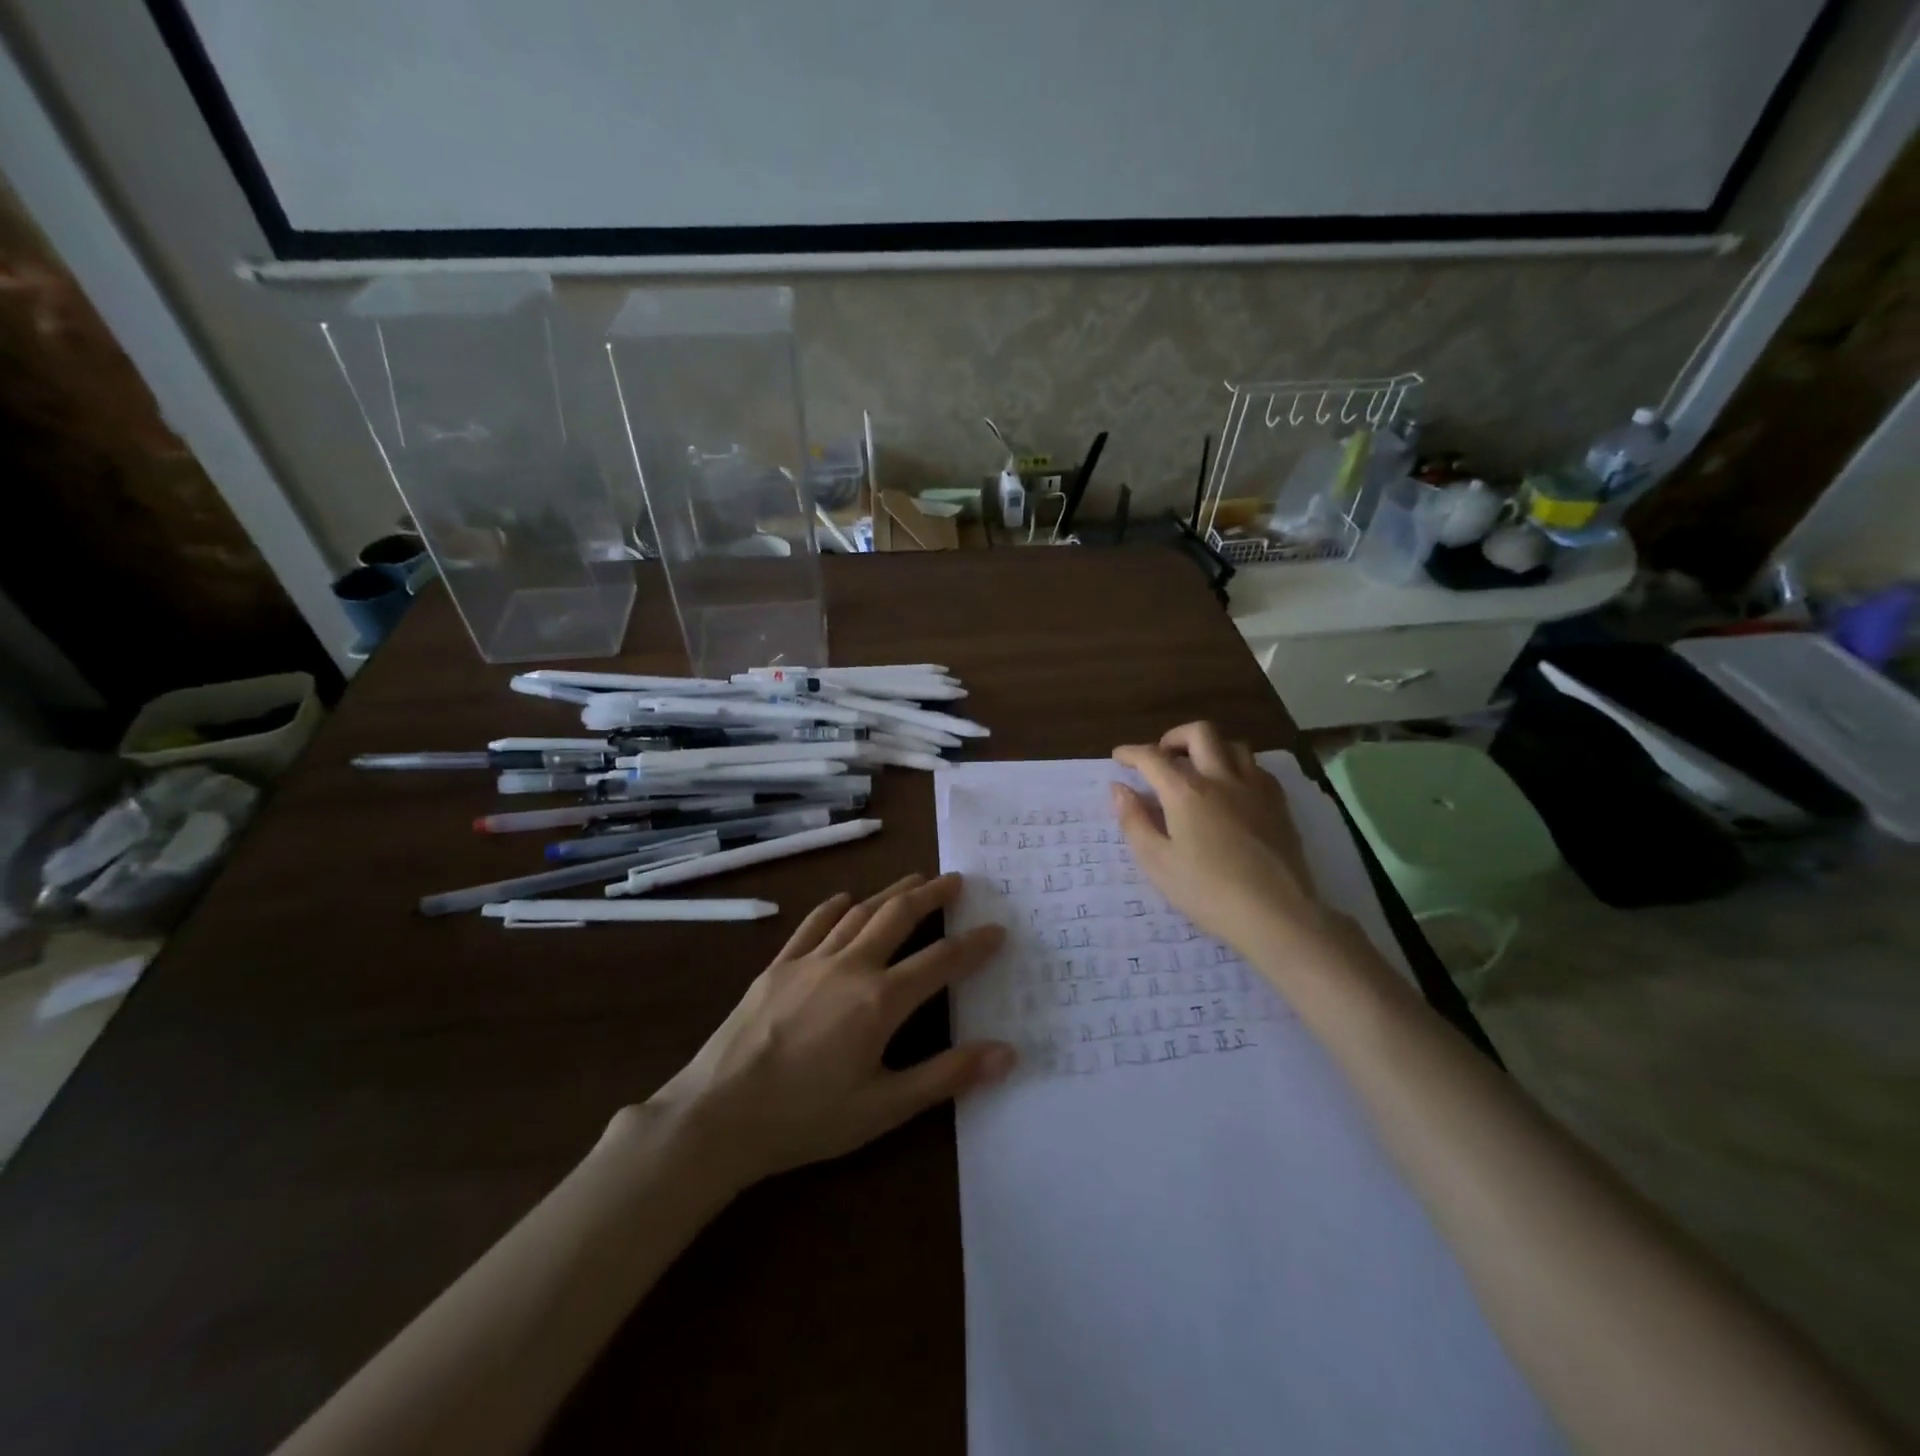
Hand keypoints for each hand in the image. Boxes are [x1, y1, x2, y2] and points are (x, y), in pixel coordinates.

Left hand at [646, 874, 1013, 1189]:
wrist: (718, 1114)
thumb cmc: (807, 1118)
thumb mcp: (884, 1108)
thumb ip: (946, 1076)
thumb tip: (1007, 1052)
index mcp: (880, 1001)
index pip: (940, 961)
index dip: (974, 944)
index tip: (998, 929)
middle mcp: (850, 967)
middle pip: (899, 916)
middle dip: (932, 895)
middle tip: (956, 880)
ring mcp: (810, 961)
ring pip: (860, 913)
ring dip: (891, 893)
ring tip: (915, 879)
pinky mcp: (778, 966)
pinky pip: (813, 924)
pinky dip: (835, 907)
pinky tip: (847, 899)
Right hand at [1112, 723, 1331, 957]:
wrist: (1276, 914)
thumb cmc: (1207, 892)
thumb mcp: (1157, 862)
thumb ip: (1134, 821)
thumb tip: (1119, 789)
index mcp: (1186, 791)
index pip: (1152, 757)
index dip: (1131, 753)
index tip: (1118, 758)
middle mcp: (1222, 778)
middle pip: (1199, 733)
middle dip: (1173, 737)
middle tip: (1161, 758)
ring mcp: (1256, 789)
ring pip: (1233, 745)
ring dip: (1209, 749)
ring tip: (1197, 771)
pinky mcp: (1279, 805)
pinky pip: (1258, 769)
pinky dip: (1238, 768)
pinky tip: (1232, 790)